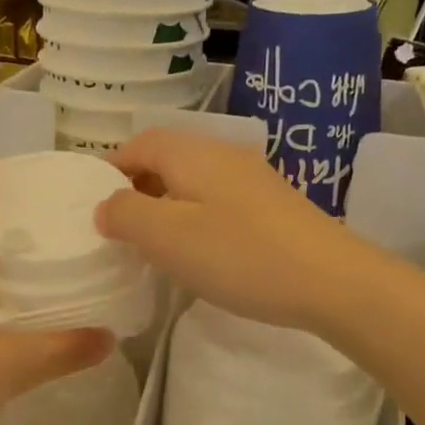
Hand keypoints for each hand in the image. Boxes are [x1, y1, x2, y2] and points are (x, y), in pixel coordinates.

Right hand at [95, 128, 367, 332]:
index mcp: (193, 153)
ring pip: (193, 182)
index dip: (110, 168)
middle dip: (136, 187)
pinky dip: (195, 217)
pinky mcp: (273, 206)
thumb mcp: (167, 237)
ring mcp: (253, 179)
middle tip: (118, 227)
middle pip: (167, 159)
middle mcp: (223, 155)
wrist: (332, 281)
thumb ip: (126, 214)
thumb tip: (105, 206)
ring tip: (153, 243)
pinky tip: (199, 252)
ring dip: (166, 205)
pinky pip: (218, 201)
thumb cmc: (240, 255)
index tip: (91, 204)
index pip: (139, 143)